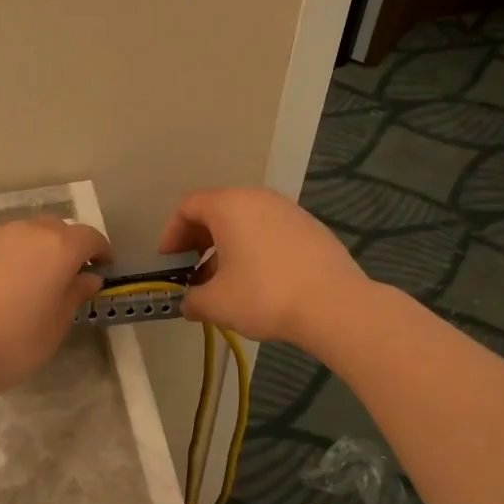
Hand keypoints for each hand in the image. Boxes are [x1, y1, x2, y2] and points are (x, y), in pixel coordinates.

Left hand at [0, 216, 108, 398]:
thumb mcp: (56, 326)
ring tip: (20, 279)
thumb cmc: (14, 344)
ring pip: (18, 234)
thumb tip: (87, 277)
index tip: (101, 266)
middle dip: (63, 246)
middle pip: (53, 229)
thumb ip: (75, 294)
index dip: (99, 251)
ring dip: (27, 249)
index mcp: (57, 248)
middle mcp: (25, 231)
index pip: (89, 237)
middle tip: (61, 274)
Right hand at [159, 188, 368, 346]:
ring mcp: (289, 211)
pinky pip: (271, 232)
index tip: (169, 263)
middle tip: (193, 272)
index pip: (188, 207)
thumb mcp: (216, 303)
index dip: (171, 234)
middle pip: (217, 211)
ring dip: (228, 247)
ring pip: (246, 222)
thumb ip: (193, 300)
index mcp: (229, 206)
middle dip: (199, 242)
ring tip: (225, 281)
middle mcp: (258, 198)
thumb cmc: (264, 295)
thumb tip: (189, 303)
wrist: (334, 305)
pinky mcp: (312, 228)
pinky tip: (260, 282)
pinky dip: (256, 249)